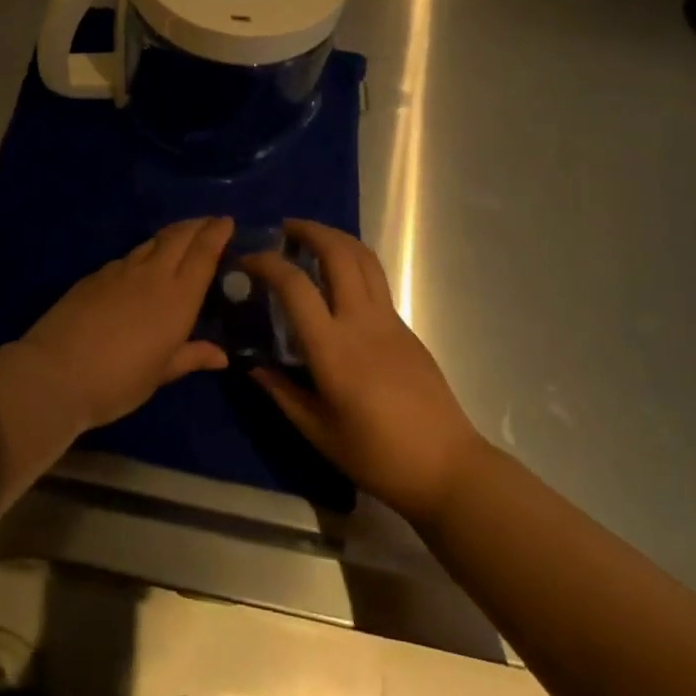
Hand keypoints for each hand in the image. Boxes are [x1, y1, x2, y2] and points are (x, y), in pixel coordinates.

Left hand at [23, 217, 232, 431]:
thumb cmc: (119, 381)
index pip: (203, 252)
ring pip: (153, 241)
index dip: (217, 232)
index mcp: (178, 297)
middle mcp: (153, 274)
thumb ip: (191, 356)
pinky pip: (128, 256)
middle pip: (179, 236)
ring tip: (180, 238)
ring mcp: (121, 270)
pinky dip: (144, 252)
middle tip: (209, 223)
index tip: (226, 221)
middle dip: (197, 225)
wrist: (56, 372)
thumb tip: (221, 355)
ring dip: (171, 235)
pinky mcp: (96, 274)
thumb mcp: (160, 373)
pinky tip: (141, 265)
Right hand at [246, 221, 484, 526]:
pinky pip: (376, 278)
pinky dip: (352, 261)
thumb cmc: (378, 456)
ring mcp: (388, 319)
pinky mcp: (405, 326)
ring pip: (363, 258)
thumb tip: (252, 367)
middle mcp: (361, 321)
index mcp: (333, 349)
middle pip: (338, 254)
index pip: (295, 287)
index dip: (268, 264)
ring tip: (312, 239)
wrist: (447, 467)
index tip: (248, 259)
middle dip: (310, 230)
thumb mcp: (319, 433)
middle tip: (285, 229)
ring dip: (336, 237)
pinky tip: (338, 277)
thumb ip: (282, 394)